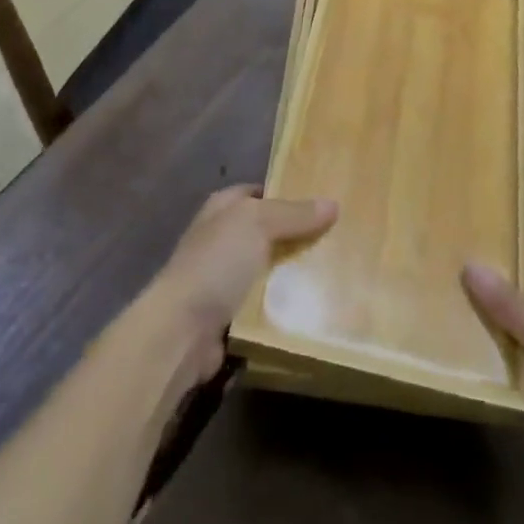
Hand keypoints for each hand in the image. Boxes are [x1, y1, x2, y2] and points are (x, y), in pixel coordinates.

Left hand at [150, 186, 337, 383]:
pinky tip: (317, 304)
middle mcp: (222, 238)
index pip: (259, 193)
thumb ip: (294, 213)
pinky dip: (286, 304)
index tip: (324, 201)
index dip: (288, 194)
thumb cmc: (217, 263)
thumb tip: (332, 203)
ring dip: (296, 273)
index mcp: (222, 209)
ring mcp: (225, 278)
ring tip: (338, 270)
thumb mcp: (257, 223)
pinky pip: (267, 303)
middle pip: (268, 231)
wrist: (183, 330)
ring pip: (270, 269)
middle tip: (340, 238)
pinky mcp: (231, 314)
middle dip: (298, 235)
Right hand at [463, 216, 523, 523]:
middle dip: (488, 258)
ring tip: (431, 276)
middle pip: (523, 276)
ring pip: (507, 317)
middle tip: (440, 234)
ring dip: (477, 304)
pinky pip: (501, 356)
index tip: (481, 194)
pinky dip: (478, 346)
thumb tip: (469, 262)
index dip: (521, 214)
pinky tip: (443, 334)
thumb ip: (511, 303)